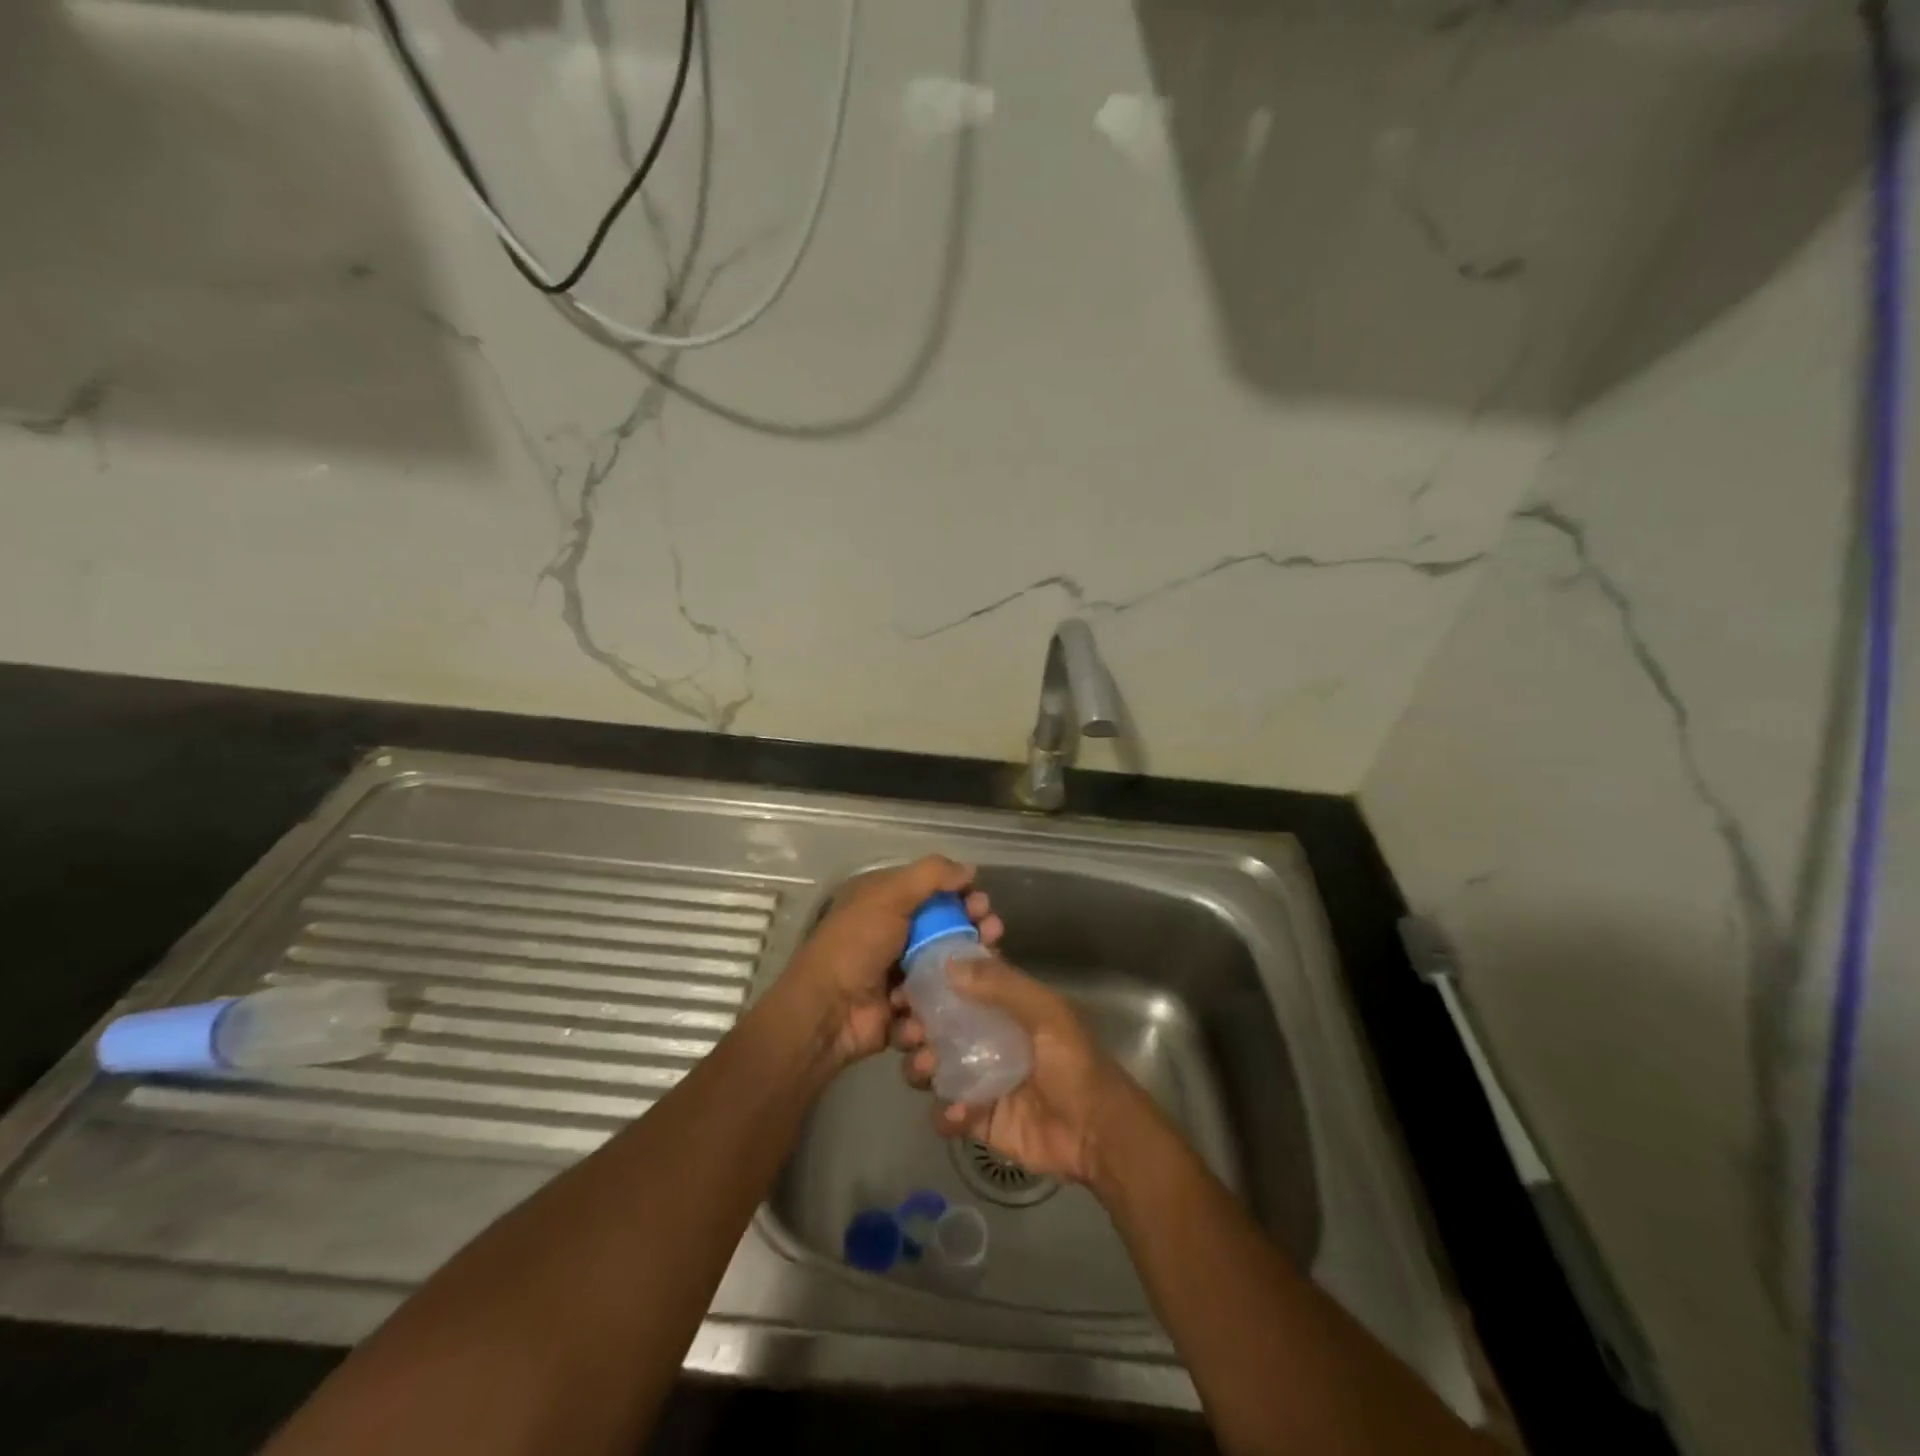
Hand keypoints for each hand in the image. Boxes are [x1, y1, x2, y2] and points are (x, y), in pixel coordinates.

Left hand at [777, 856, 1002, 1067]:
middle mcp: (896, 935)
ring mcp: (902, 974)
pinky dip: (949, 999)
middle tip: (992, 933)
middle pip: (948, 929)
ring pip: (949, 967)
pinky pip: (938, 1001)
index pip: (934, 893)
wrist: (827, 1012)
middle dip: (974, 929)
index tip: (982, 904)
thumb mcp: (888, 896)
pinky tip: (958, 999)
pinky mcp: (908, 1009)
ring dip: (969, 966)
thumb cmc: (856, 945)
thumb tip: (968, 869)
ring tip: (984, 967)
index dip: (962, 895)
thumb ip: (930, 876)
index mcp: (886, 904)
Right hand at [896, 954, 1138, 1186]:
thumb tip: (948, 963)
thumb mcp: (1046, 1014)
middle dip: (915, 1026)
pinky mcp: (976, 1118)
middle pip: (935, 1025)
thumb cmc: (1075, 1063)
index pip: (958, 983)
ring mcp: (978, 1078)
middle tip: (910, 1032)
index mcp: (1003, 1006)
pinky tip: (961, 1113)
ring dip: (920, 1066)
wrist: (1098, 1134)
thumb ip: (1002, 986)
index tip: (906, 981)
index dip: (930, 981)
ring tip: (927, 1070)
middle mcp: (984, 1037)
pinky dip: (945, 1113)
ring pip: (930, 1066)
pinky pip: (944, 1112)